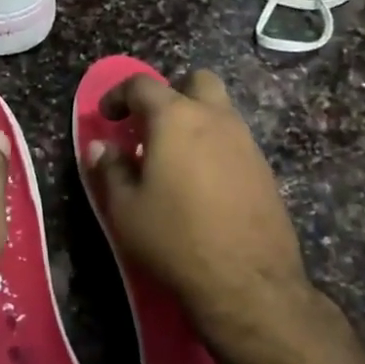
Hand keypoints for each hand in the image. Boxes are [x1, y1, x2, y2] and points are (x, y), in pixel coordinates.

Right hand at [86, 69, 316, 354]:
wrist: (248, 282)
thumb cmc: (175, 238)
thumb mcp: (125, 208)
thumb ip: (109, 170)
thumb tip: (100, 146)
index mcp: (176, 118)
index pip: (142, 85)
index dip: (118, 95)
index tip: (107, 118)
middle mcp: (216, 118)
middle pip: (196, 81)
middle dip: (171, 93)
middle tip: (150, 127)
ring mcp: (246, 142)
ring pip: (220, 110)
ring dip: (195, 120)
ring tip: (173, 158)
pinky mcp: (264, 169)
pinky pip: (235, 140)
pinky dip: (214, 146)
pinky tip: (202, 183)